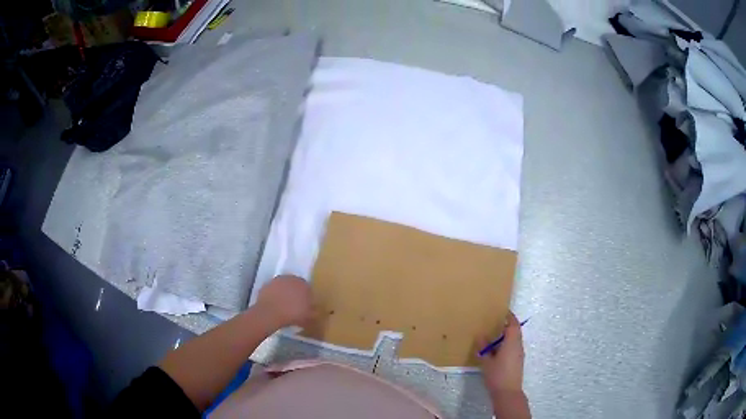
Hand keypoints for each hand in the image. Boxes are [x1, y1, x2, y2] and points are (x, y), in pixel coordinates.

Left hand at [255, 275, 313, 328]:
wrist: (270, 313)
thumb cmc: (293, 314)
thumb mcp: (309, 316)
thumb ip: (314, 311)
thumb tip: (315, 310)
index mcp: (303, 283)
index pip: (308, 288)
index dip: (307, 298)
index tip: (305, 306)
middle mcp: (290, 278)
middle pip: (295, 285)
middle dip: (295, 294)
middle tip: (295, 306)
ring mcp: (277, 281)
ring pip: (283, 287)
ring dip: (284, 294)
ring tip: (284, 307)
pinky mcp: (266, 285)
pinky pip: (273, 291)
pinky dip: (274, 297)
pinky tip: (275, 306)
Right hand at [479, 311, 524, 395]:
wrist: (508, 392)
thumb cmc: (497, 375)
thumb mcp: (487, 362)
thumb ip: (484, 348)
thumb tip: (481, 336)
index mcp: (512, 342)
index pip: (513, 324)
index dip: (509, 316)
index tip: (502, 311)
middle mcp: (518, 346)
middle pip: (515, 331)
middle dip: (507, 325)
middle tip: (495, 322)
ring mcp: (519, 354)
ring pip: (515, 339)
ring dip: (507, 335)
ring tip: (494, 335)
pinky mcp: (518, 361)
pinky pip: (514, 346)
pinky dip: (507, 343)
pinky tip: (497, 350)